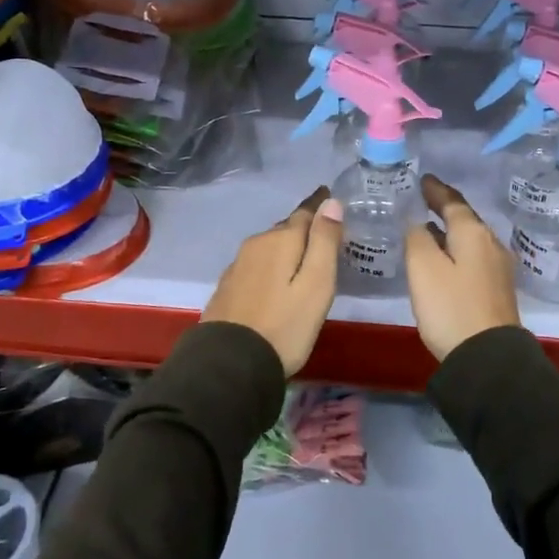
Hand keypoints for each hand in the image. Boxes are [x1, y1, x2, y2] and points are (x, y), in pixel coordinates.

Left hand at [201, 187, 343, 375]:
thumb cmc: (284, 325)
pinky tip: (275, 280)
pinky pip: (256, 265)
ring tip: (302, 257)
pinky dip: (271, 265)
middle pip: (285, 229)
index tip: (328, 195)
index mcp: (280, 240)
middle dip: (303, 227)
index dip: (319, 205)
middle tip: (322, 232)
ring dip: (285, 247)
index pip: (304, 212)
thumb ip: (324, 242)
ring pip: (269, 247)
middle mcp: (256, 245)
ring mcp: (238, 266)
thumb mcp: (316, 285)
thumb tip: (330, 202)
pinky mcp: (228, 287)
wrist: (230, 363)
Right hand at [405, 175, 520, 361]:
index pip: (452, 202)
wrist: (487, 358)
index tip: (422, 179)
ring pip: (470, 238)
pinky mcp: (496, 290)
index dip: (435, 190)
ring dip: (450, 229)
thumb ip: (417, 238)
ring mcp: (498, 268)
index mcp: (473, 233)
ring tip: (428, 226)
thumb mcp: (423, 268)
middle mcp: (491, 244)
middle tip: (422, 199)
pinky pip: (473, 256)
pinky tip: (443, 256)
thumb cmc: (451, 307)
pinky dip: (456, 248)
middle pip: (465, 218)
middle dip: (444, 207)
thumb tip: (419, 224)